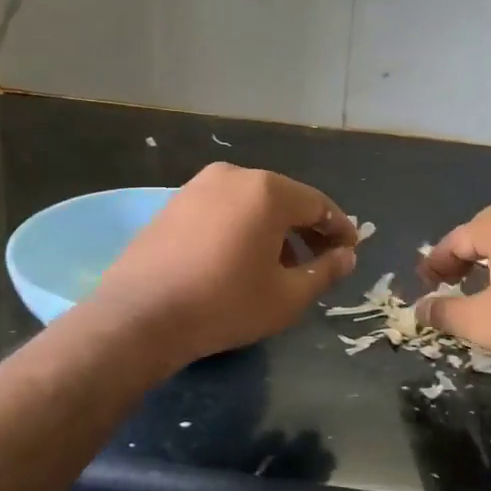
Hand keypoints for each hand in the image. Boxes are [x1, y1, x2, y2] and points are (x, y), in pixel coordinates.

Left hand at [92, 163, 357, 369]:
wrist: (140, 315)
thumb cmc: (224, 303)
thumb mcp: (287, 296)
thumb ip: (325, 272)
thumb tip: (347, 257)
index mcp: (267, 191)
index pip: (318, 204)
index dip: (339, 229)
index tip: (350, 251)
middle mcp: (234, 175)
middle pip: (284, 199)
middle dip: (307, 229)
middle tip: (322, 260)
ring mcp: (199, 186)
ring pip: (252, 204)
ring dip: (274, 230)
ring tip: (282, 267)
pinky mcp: (174, 203)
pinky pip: (223, 209)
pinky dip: (243, 228)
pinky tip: (242, 260)